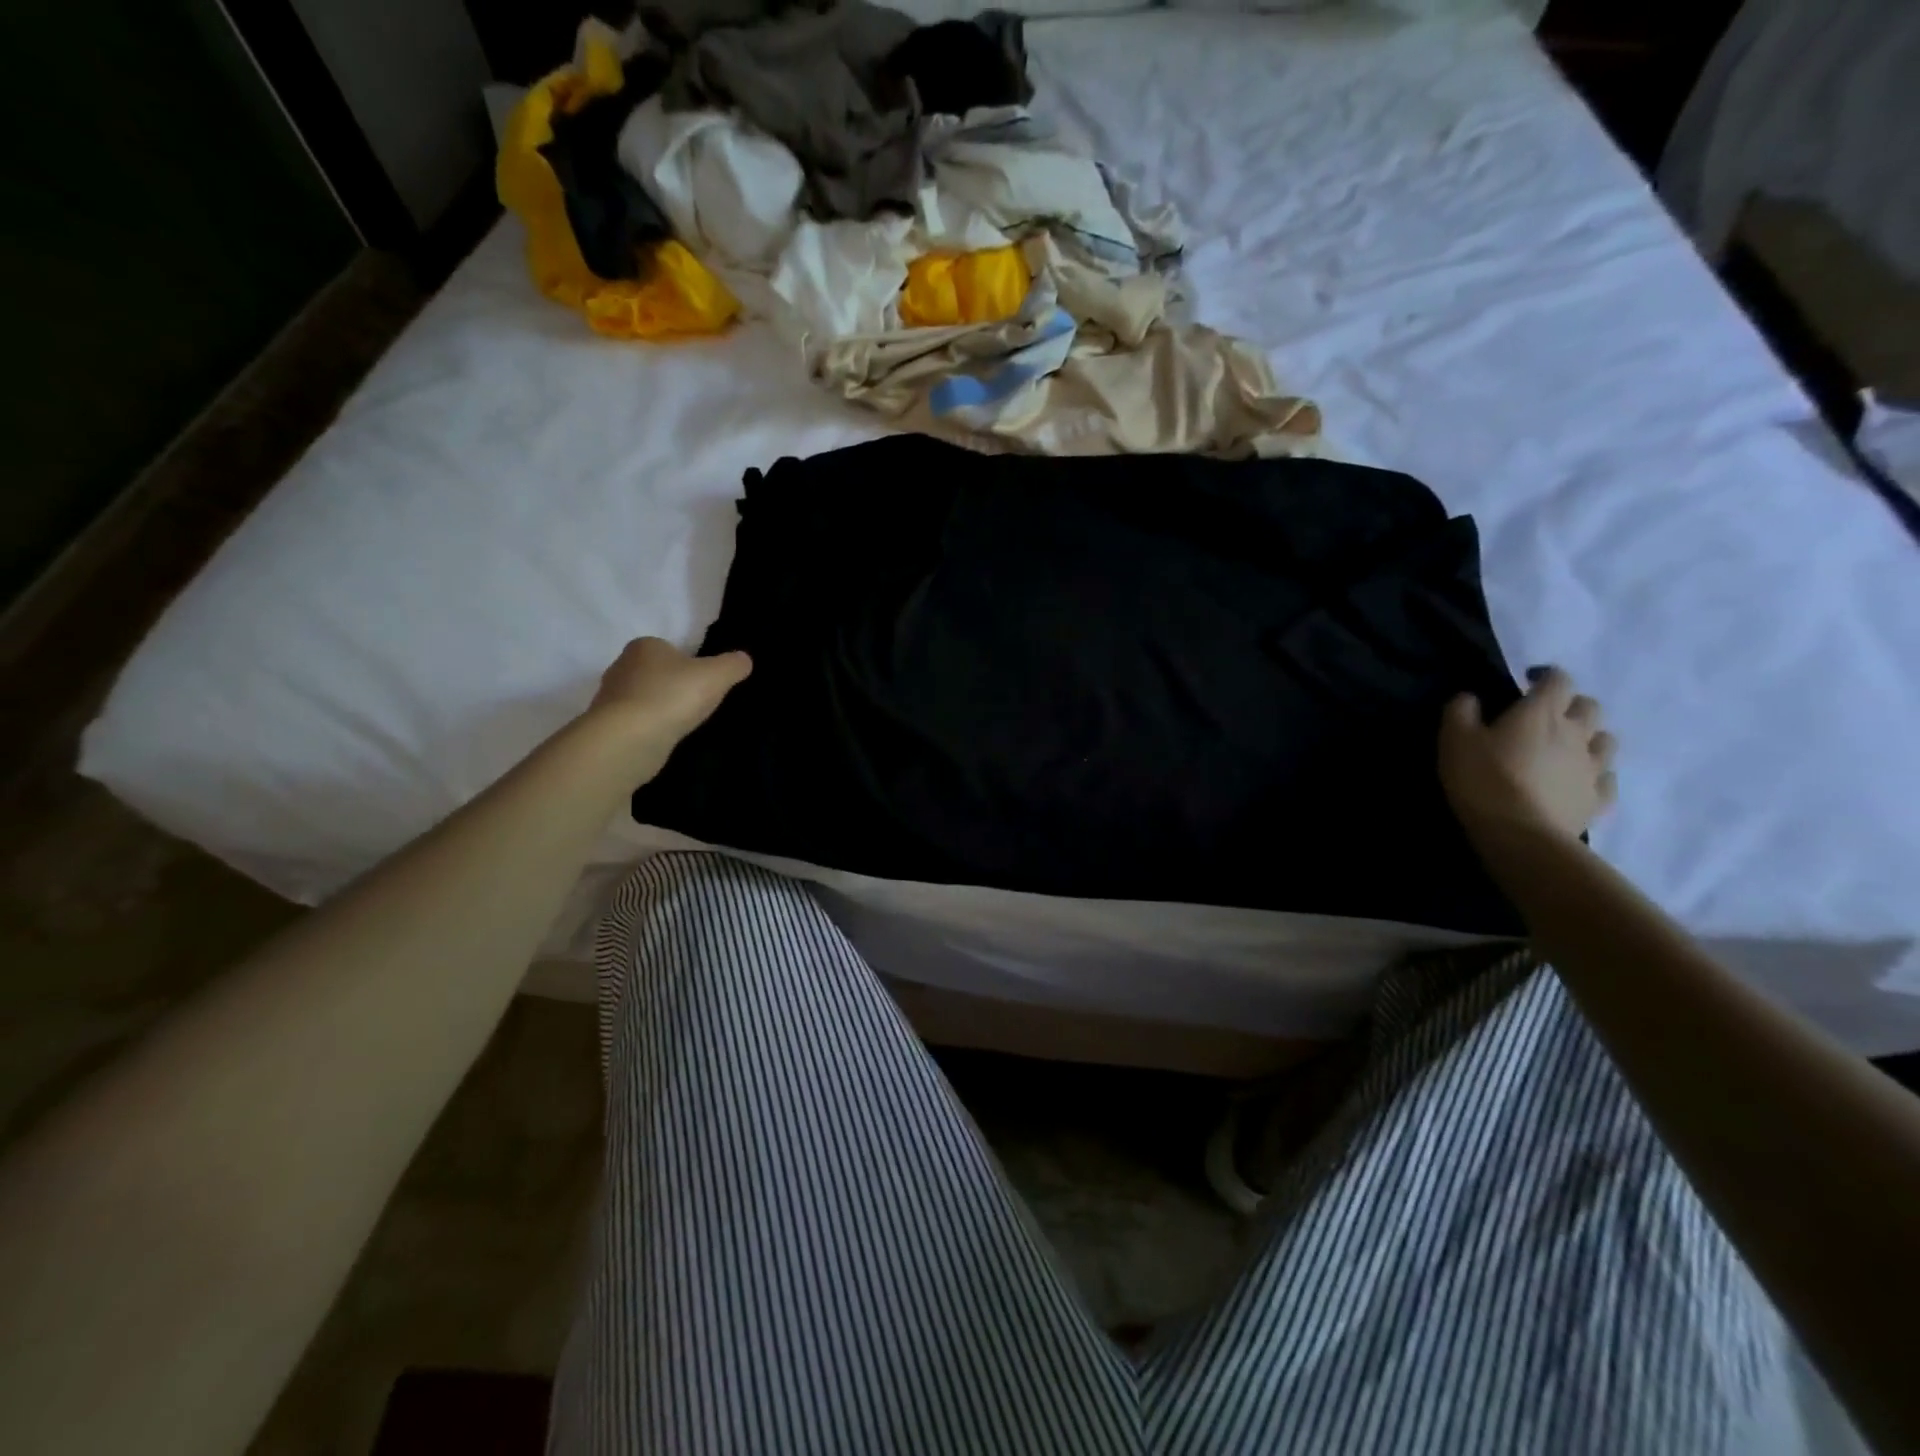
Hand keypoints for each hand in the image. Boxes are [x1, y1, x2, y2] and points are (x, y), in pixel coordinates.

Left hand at [587, 637, 751, 745]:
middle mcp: (622, 666)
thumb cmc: (673, 696)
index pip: (668, 649)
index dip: (687, 663)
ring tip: (683, 724)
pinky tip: (665, 739)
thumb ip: (733, 665)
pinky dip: (650, 729)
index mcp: (644, 646)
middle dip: (673, 686)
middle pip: (655, 673)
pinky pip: (636, 722)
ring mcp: (610, 698)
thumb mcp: (716, 675)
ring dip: (661, 709)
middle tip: (697, 703)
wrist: (629, 739)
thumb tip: (744, 659)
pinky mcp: (607, 726)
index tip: (703, 681)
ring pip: (644, 699)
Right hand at [1438, 667, 1616, 842]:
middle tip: (1546, 717)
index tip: (1527, 681)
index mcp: (1541, 713)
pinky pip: (1607, 779)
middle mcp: (1576, 733)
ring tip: (1566, 748)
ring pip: (1606, 740)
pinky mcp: (1598, 798)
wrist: (1520, 833)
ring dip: (1589, 737)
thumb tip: (1470, 697)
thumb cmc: (1483, 779)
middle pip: (1589, 706)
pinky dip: (1596, 775)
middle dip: (1570, 705)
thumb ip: (1461, 711)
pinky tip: (1578, 781)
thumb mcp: (1454, 740)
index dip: (1545, 676)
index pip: (1558, 679)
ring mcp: (1593, 767)